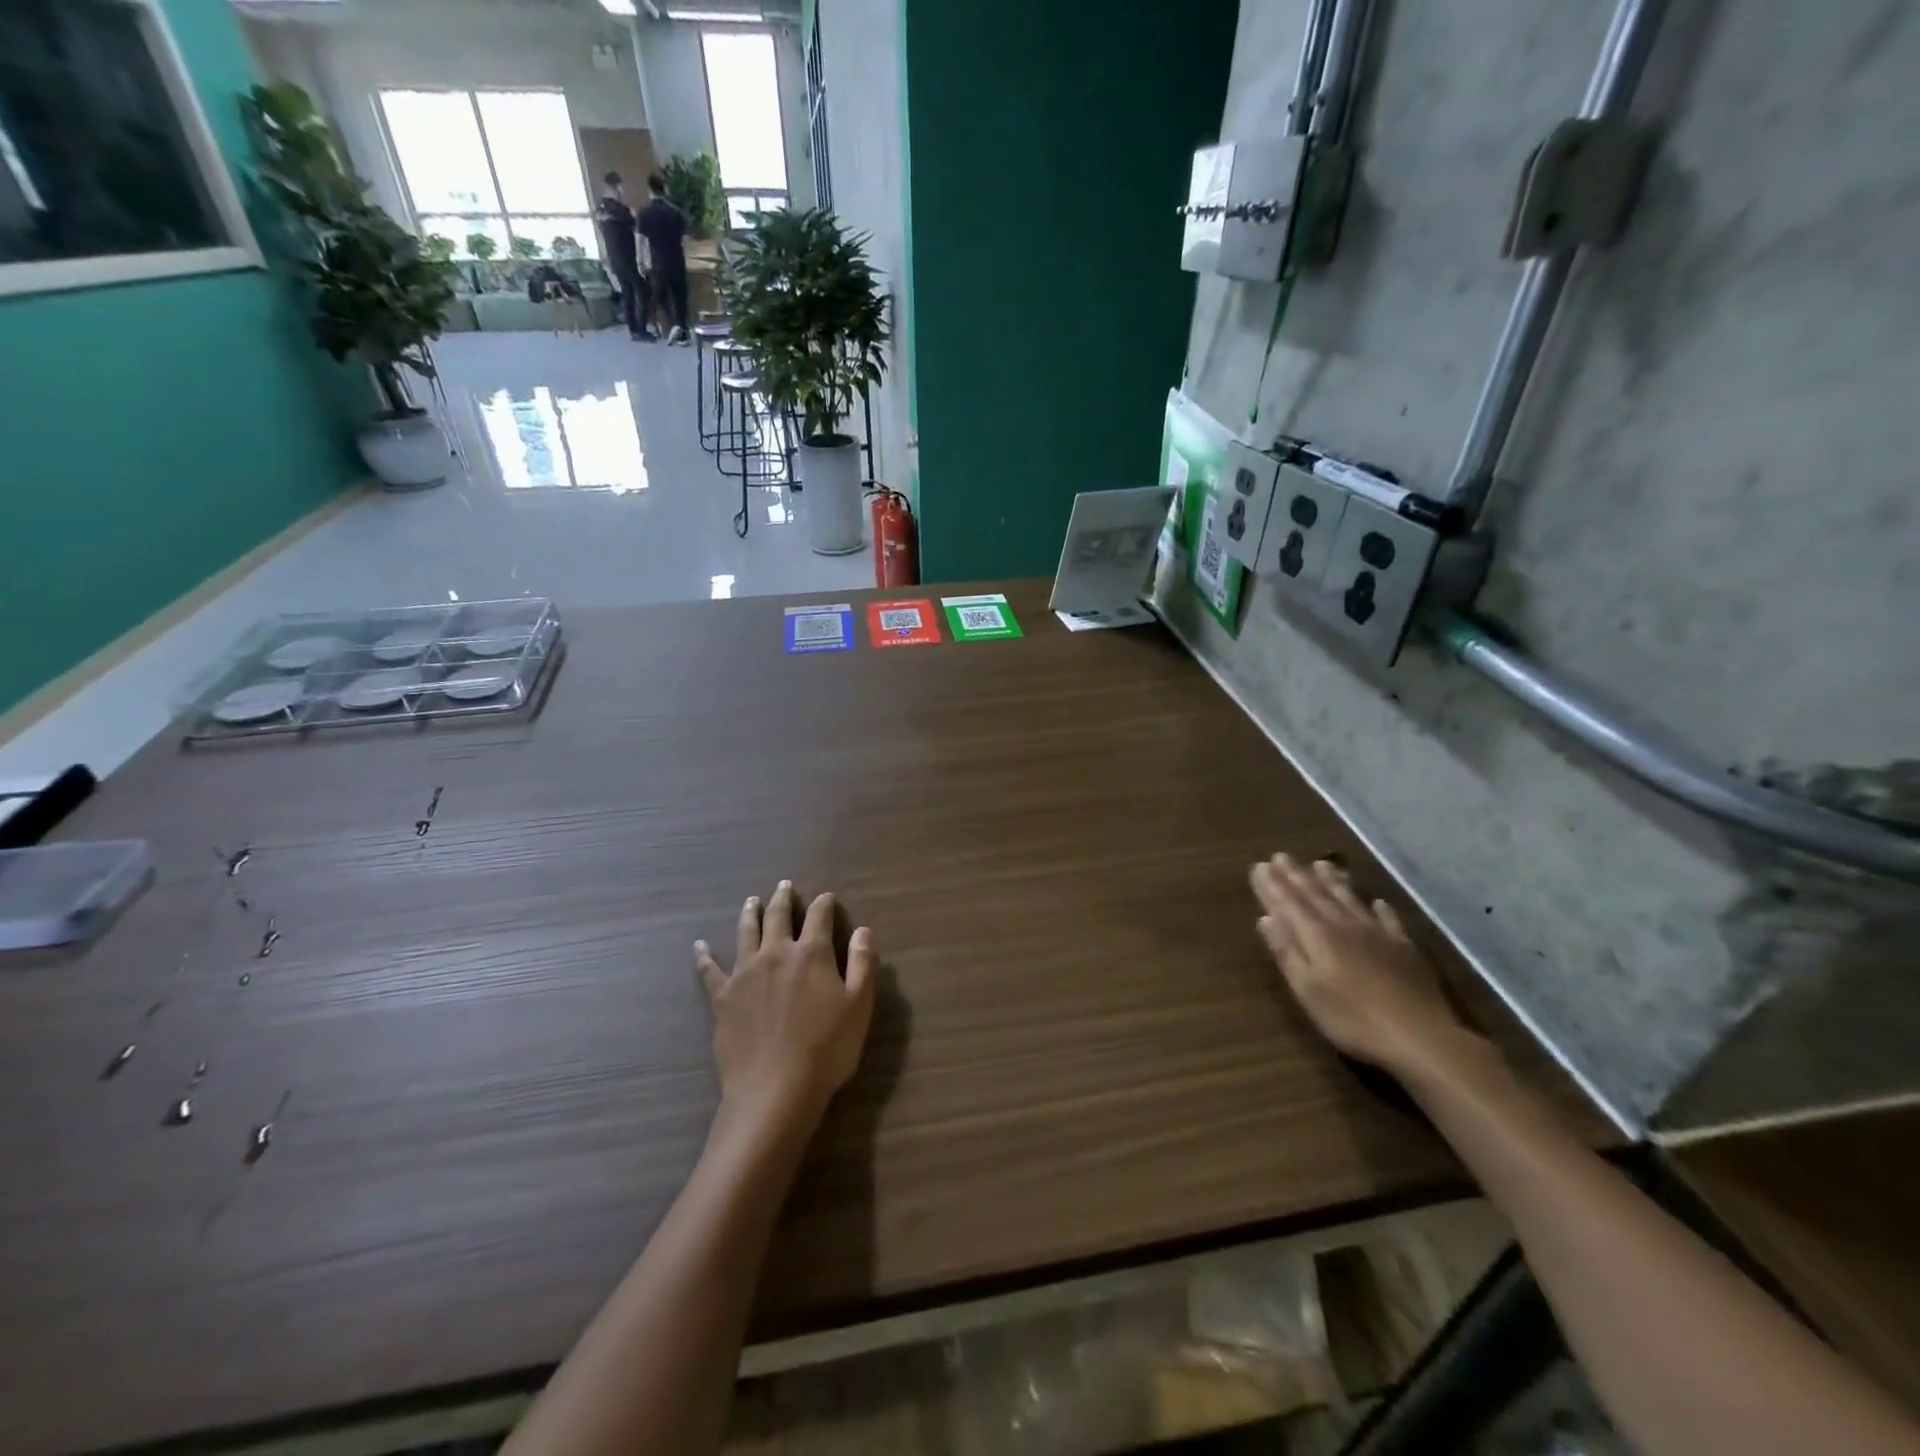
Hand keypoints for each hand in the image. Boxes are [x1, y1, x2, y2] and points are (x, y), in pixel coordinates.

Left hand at [696, 881, 875, 1134]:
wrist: (774, 1088)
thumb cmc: (826, 1048)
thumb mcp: (859, 1006)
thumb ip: (862, 964)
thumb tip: (863, 929)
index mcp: (811, 953)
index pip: (819, 917)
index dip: (824, 904)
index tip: (826, 897)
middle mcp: (776, 953)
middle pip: (778, 917)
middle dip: (783, 899)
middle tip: (784, 886)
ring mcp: (745, 973)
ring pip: (746, 933)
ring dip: (749, 914)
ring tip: (751, 901)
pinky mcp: (722, 997)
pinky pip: (709, 970)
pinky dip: (704, 956)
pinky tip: (699, 946)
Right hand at [1249, 853, 1479, 1080]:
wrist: (1420, 1036)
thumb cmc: (1352, 1018)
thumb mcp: (1307, 989)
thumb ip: (1287, 951)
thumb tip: (1265, 918)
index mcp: (1317, 936)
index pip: (1289, 904)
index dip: (1272, 885)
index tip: (1259, 866)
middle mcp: (1345, 926)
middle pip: (1316, 895)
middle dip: (1296, 876)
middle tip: (1281, 856)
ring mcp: (1378, 935)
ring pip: (1349, 900)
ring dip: (1332, 881)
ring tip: (1321, 863)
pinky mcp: (1404, 948)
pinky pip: (1388, 920)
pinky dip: (1379, 908)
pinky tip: (1377, 901)